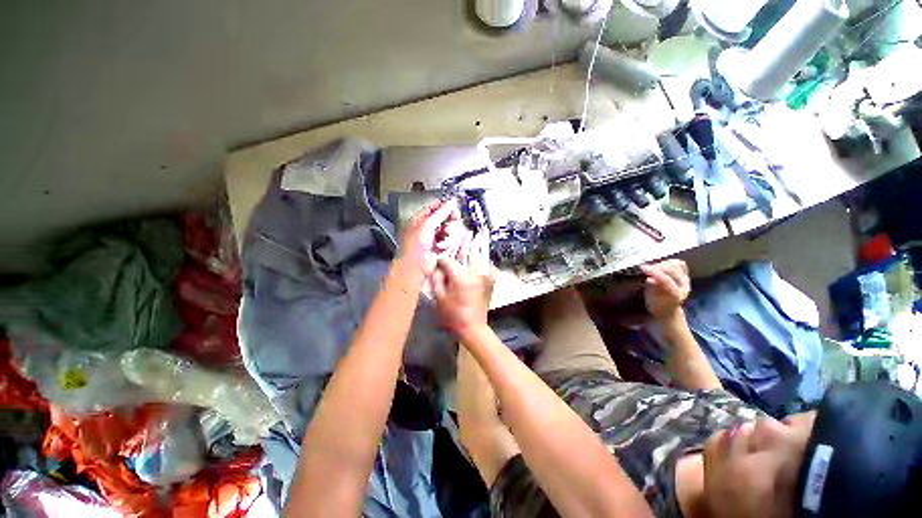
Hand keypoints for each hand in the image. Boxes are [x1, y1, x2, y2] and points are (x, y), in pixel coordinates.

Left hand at [399, 199, 462, 274]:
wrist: (416, 267)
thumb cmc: (414, 247)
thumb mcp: (427, 225)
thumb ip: (440, 213)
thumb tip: (450, 204)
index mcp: (418, 220)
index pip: (432, 207)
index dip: (442, 205)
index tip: (453, 205)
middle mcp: (424, 229)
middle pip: (440, 219)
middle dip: (448, 218)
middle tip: (455, 216)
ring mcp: (431, 239)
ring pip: (444, 230)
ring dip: (448, 230)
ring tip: (449, 231)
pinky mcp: (437, 249)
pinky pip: (446, 241)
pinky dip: (448, 240)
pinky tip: (447, 241)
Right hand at [432, 232, 495, 337]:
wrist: (474, 328)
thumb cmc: (454, 316)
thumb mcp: (439, 299)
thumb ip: (436, 279)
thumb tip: (435, 265)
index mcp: (462, 278)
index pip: (449, 261)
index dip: (441, 258)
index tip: (436, 257)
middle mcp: (477, 272)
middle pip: (468, 251)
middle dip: (462, 243)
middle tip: (458, 234)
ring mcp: (487, 275)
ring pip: (480, 255)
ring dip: (474, 247)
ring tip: (469, 238)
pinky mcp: (491, 279)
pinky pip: (487, 263)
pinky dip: (482, 258)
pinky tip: (476, 257)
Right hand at [640, 259, 689, 319]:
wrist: (667, 309)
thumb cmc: (656, 304)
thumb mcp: (651, 299)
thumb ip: (652, 288)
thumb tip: (649, 279)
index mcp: (675, 294)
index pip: (665, 280)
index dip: (653, 272)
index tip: (642, 267)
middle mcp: (683, 286)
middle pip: (672, 269)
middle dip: (657, 266)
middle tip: (646, 268)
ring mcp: (685, 280)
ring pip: (676, 264)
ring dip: (663, 263)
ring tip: (653, 267)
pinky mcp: (685, 275)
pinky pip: (680, 264)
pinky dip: (670, 262)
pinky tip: (661, 265)